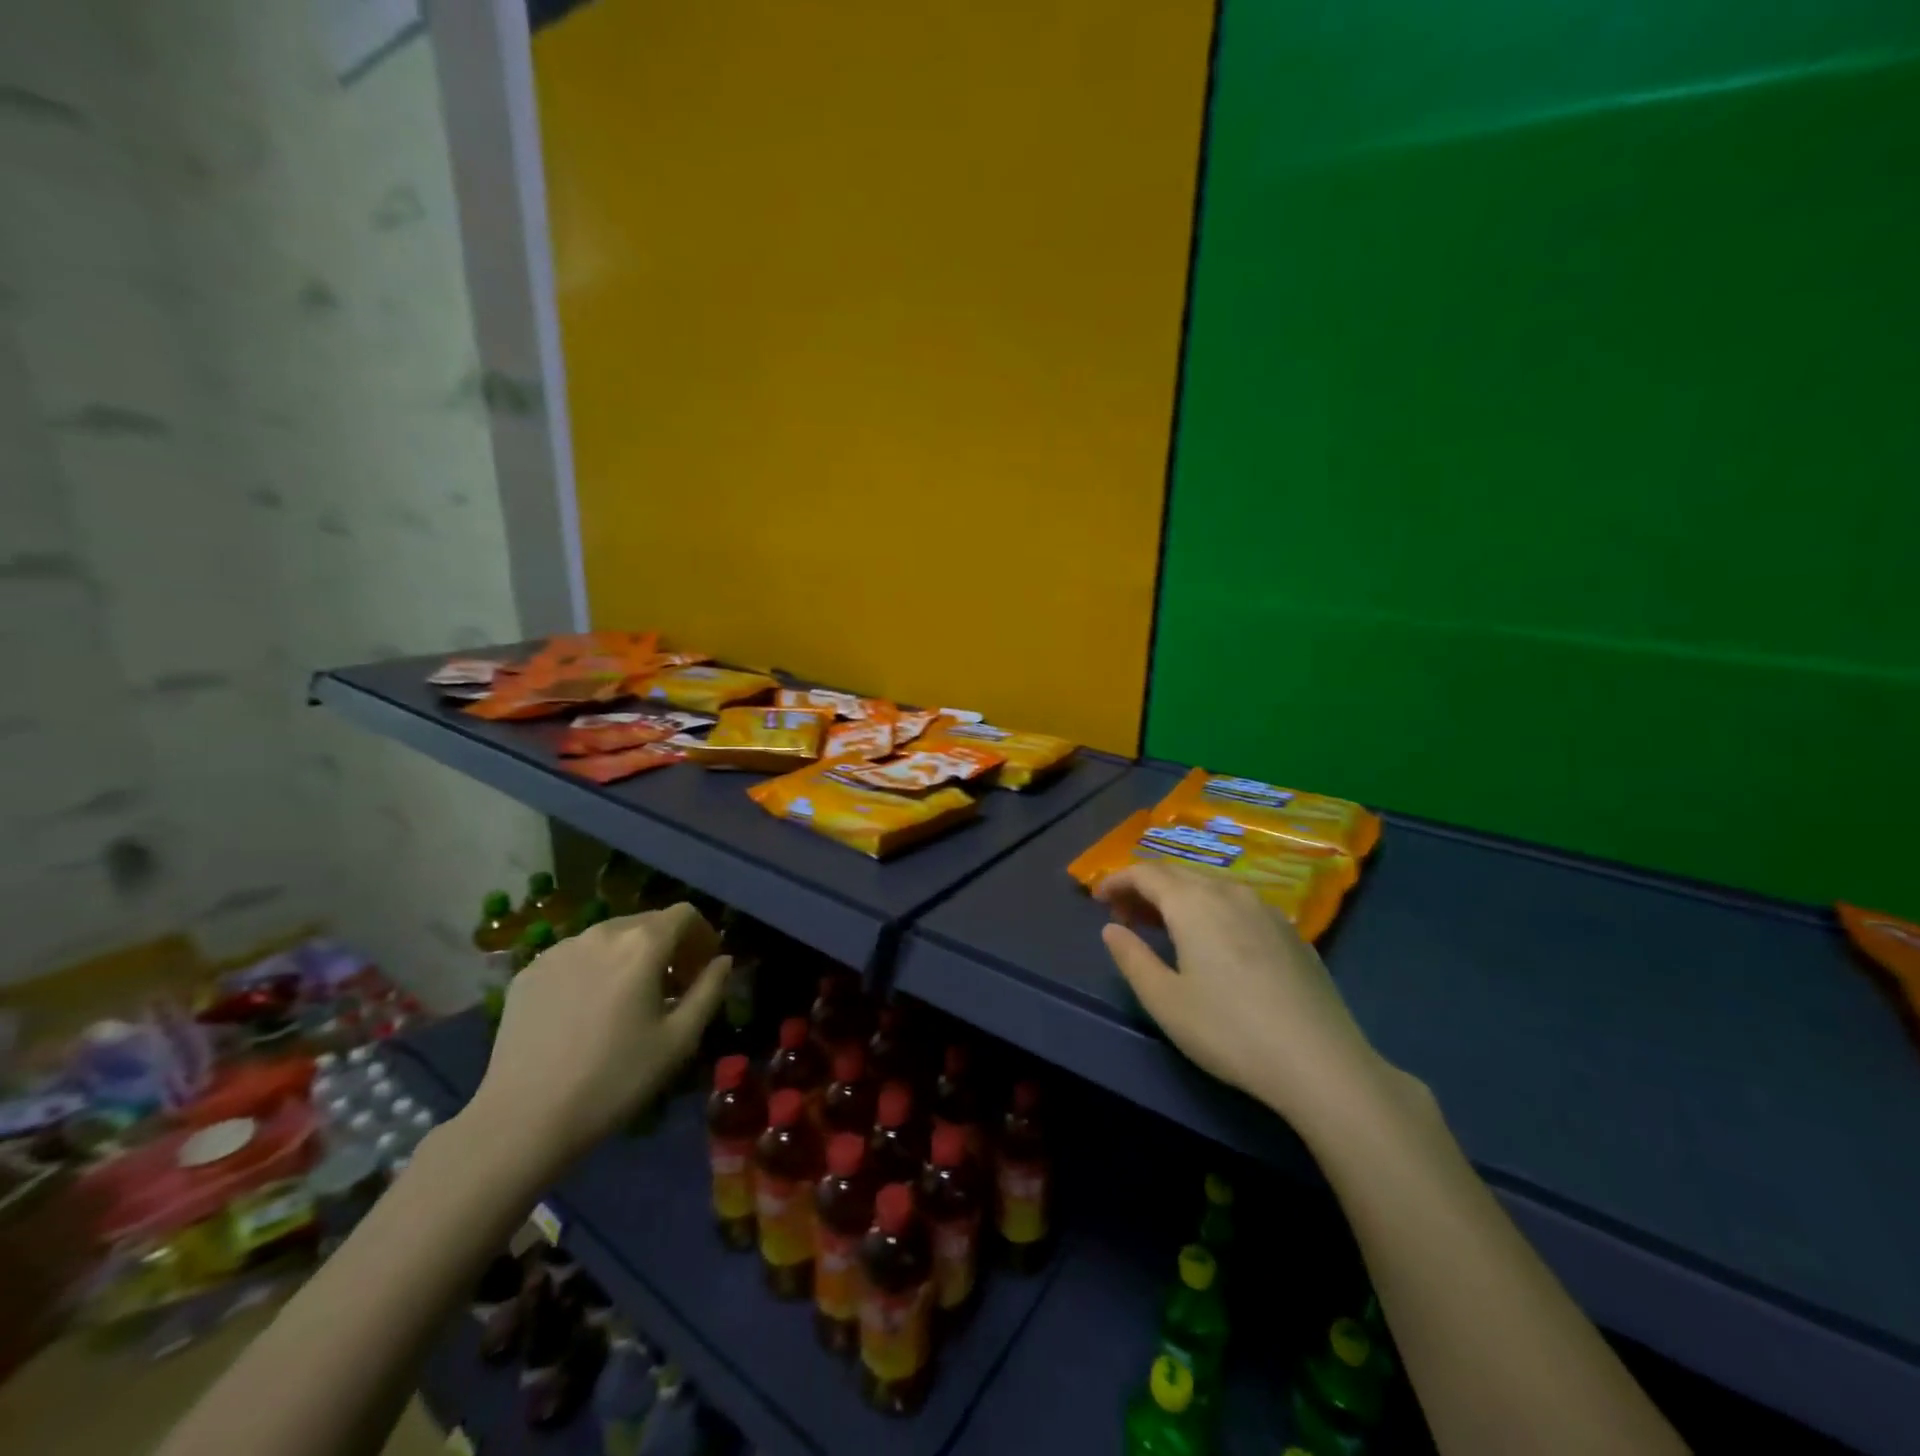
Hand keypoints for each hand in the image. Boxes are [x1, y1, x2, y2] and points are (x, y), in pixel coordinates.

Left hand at [466, 904, 730, 1172]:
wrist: (523, 1120)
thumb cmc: (614, 1080)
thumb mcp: (679, 1040)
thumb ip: (709, 990)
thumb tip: (723, 960)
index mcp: (642, 945)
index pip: (684, 914)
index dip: (702, 935)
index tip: (702, 968)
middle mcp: (601, 934)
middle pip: (647, 921)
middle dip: (668, 945)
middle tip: (672, 986)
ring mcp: (559, 950)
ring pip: (609, 936)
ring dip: (630, 955)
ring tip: (628, 997)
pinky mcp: (529, 972)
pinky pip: (575, 955)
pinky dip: (594, 968)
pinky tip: (588, 1009)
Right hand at [1097, 863, 1395, 1134]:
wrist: (1320, 1062)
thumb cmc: (1229, 1031)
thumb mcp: (1165, 1001)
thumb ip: (1132, 958)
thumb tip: (1112, 928)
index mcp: (1193, 903)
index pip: (1146, 873)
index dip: (1117, 880)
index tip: (1098, 899)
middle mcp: (1229, 893)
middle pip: (1178, 874)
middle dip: (1145, 887)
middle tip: (1125, 915)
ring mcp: (1266, 909)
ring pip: (1211, 886)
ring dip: (1179, 897)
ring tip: (1164, 927)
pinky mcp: (1291, 931)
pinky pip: (1238, 903)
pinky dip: (1211, 909)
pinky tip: (1213, 942)